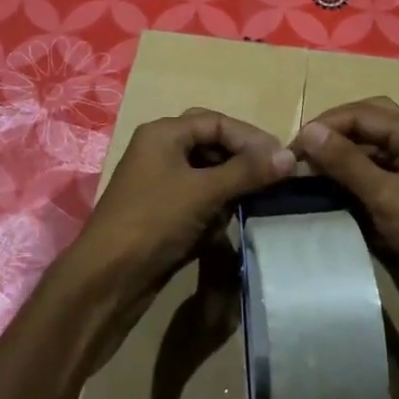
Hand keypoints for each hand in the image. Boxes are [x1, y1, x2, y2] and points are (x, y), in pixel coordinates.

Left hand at [58, 109, 293, 353]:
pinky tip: (232, 216)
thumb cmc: (154, 222)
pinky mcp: (162, 209)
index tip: (282, 160)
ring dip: (232, 182)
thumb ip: (247, 171)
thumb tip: (290, 157)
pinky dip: (217, 202)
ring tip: (259, 196)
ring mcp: (159, 180)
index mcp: (163, 133)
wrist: (108, 276)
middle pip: (211, 142)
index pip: (217, 121)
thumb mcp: (204, 192)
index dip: (251, 138)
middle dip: (242, 158)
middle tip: (274, 175)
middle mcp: (159, 150)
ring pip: (206, 170)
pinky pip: (198, 195)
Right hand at [291, 96, 398, 364]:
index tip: (288, 150)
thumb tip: (308, 131)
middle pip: (365, 128)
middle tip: (297, 159)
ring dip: (336, 164)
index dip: (324, 126)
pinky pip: (369, 187)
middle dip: (331, 137)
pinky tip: (321, 200)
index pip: (361, 114)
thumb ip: (346, 162)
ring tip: (300, 180)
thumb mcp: (388, 196)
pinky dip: (345, 189)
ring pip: (365, 157)